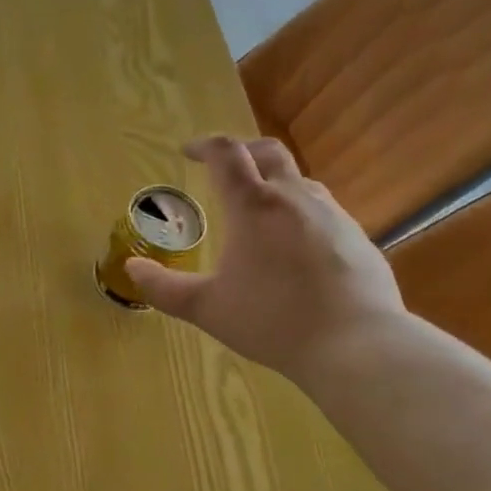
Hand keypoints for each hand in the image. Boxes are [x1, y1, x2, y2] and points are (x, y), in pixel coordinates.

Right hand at [128, 135, 404, 379]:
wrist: (355, 344)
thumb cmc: (271, 321)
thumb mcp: (206, 308)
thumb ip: (163, 287)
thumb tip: (132, 268)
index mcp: (254, 206)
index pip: (226, 154)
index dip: (204, 146)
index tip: (188, 152)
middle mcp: (295, 198)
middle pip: (269, 152)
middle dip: (242, 152)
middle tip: (224, 169)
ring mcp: (333, 215)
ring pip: (300, 182)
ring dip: (274, 183)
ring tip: (258, 210)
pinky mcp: (358, 237)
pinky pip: (323, 211)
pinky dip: (300, 214)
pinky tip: (295, 248)